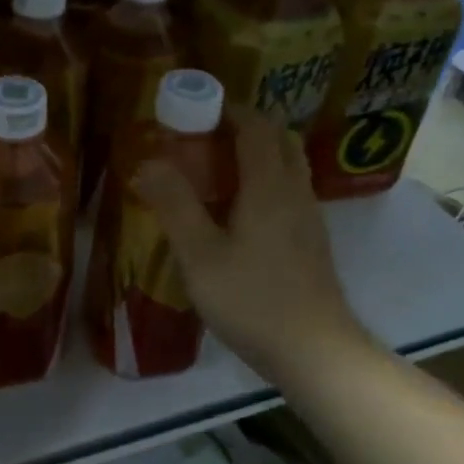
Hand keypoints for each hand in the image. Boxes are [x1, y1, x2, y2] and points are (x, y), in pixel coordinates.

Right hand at [134, 108, 372, 386]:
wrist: (316, 353)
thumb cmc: (253, 300)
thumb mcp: (200, 255)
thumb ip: (174, 205)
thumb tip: (147, 163)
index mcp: (269, 185)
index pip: (255, 126)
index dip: (227, 110)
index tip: (193, 111)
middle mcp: (295, 191)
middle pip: (278, 138)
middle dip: (243, 127)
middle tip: (203, 139)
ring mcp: (308, 217)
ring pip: (288, 165)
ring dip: (256, 153)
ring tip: (214, 171)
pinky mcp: (311, 241)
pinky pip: (289, 190)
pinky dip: (264, 180)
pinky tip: (237, 211)